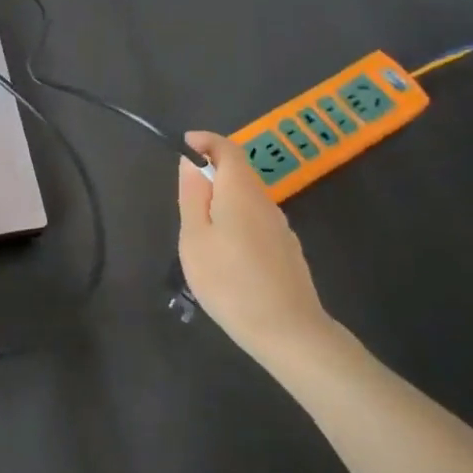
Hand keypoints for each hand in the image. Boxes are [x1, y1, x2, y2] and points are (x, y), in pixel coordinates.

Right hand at [177, 131, 336, 372]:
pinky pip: (256, 224)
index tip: (183, 145)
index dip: (206, 141)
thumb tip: (191, 162)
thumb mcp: (195, 239)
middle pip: (238, 175)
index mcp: (241, 192)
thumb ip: (192, 196)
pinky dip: (237, 226)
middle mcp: (265, 202)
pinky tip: (227, 262)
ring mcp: (281, 228)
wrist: (288, 332)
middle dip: (211, 177)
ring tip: (201, 241)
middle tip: (184, 205)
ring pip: (247, 202)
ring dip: (223, 205)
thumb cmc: (230, 282)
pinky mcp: (288, 251)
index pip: (228, 148)